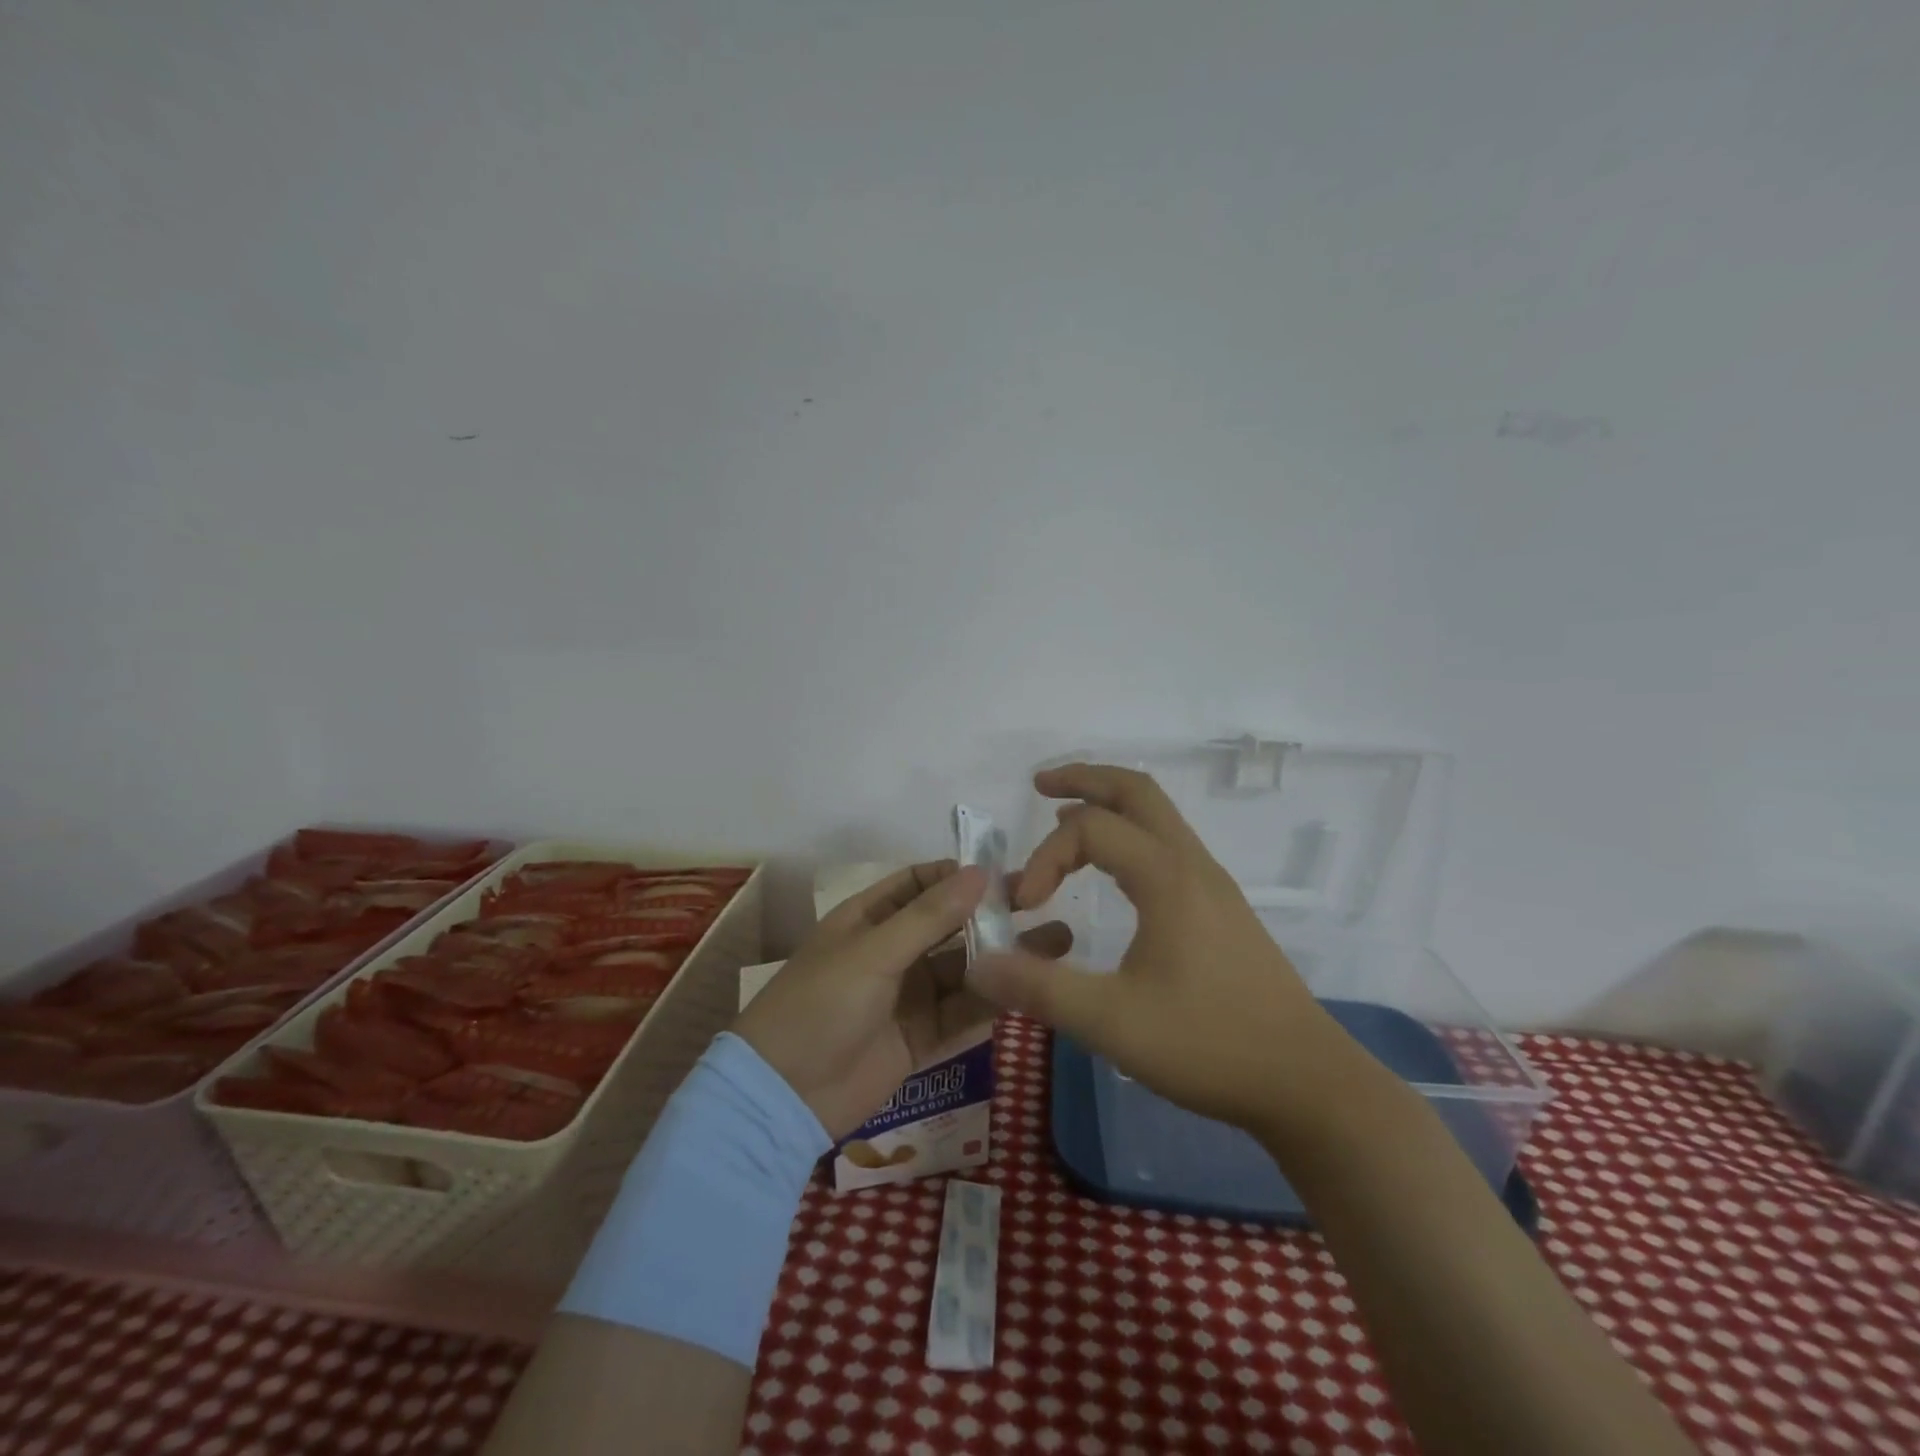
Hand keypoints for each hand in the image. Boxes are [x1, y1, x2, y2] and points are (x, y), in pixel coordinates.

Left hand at [734, 860, 1071, 1139]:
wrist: (783, 1096)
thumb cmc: (820, 1004)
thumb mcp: (873, 952)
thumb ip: (929, 916)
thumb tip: (979, 873)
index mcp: (869, 918)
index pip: (920, 883)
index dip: (959, 876)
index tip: (1006, 874)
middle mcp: (892, 951)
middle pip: (950, 926)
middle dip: (992, 916)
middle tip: (1043, 906)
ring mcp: (907, 996)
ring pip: (964, 970)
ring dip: (1003, 959)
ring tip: (1056, 945)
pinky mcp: (920, 1038)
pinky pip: (962, 1013)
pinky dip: (992, 1002)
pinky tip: (1030, 989)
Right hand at [968, 764, 1347, 1136]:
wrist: (1308, 1082)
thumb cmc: (1210, 1045)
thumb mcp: (1113, 1022)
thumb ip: (1040, 990)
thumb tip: (978, 964)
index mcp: (1167, 877)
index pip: (1089, 830)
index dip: (1045, 857)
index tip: (1024, 906)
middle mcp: (1192, 865)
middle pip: (1136, 791)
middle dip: (1084, 778)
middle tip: (1040, 786)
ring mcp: (1212, 884)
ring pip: (1158, 816)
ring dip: (1109, 806)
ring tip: (1066, 818)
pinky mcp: (1221, 909)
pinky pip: (1168, 845)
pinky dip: (1130, 835)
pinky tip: (1113, 872)